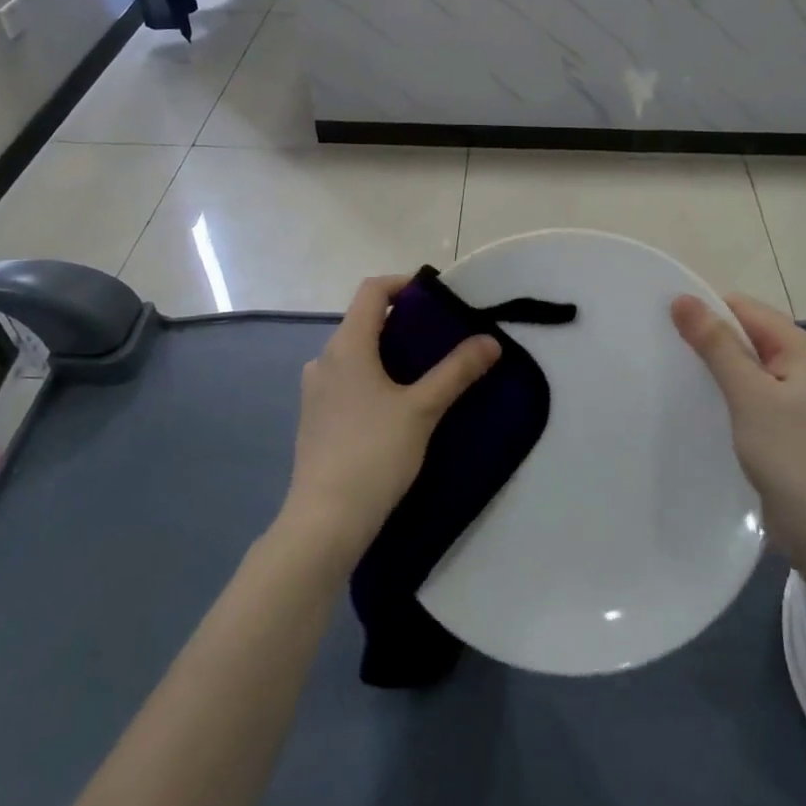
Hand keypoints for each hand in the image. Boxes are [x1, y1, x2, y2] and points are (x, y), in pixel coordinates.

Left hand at [281, 275, 500, 566]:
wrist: (324, 522)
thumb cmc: (374, 454)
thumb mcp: (423, 410)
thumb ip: (456, 372)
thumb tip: (491, 341)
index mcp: (347, 346)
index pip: (371, 291)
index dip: (403, 284)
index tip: (434, 297)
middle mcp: (324, 360)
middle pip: (363, 321)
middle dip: (401, 322)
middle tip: (439, 338)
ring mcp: (315, 391)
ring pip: (355, 353)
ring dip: (387, 352)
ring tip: (422, 372)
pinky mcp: (314, 418)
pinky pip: (346, 379)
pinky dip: (371, 376)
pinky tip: (395, 406)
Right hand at [671, 293, 805, 560]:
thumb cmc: (793, 457)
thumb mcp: (750, 395)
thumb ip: (717, 345)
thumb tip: (682, 299)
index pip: (748, 310)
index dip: (708, 310)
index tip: (665, 320)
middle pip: (749, 336)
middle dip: (709, 339)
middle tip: (663, 347)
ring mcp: (800, 400)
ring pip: (748, 368)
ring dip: (716, 369)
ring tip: (674, 373)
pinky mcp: (789, 427)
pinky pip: (752, 396)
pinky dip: (727, 395)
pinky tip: (701, 405)